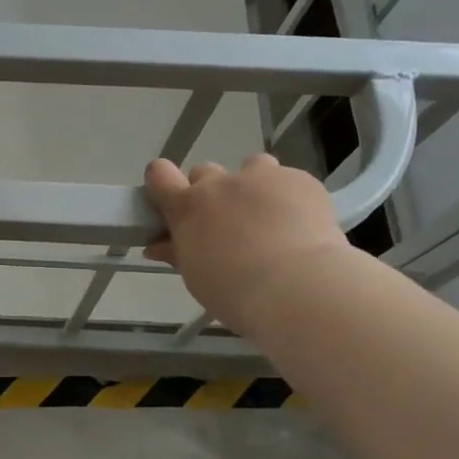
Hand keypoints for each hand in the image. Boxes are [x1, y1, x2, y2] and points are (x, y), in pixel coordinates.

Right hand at [144, 154, 350, 333]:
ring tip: (269, 217)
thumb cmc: (234, 291)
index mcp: (187, 207)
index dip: (163, 182)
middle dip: (212, 192)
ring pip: (251, 167)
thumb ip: (178, 253)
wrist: (296, 287)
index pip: (159, 174)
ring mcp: (261, 177)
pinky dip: (290, 196)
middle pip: (205, 173)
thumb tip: (157, 246)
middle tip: (227, 223)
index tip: (171, 200)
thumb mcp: (196, 276)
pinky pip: (288, 179)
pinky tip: (302, 224)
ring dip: (253, 185)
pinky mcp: (298, 179)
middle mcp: (220, 184)